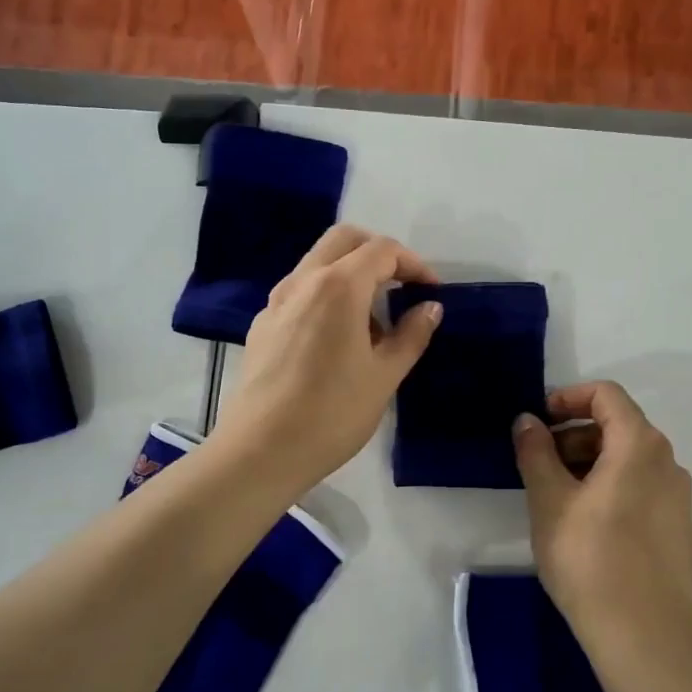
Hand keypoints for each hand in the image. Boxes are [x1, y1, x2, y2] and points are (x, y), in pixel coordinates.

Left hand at [212, 225, 443, 494]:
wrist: (261, 450)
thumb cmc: (332, 413)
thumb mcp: (384, 376)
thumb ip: (411, 335)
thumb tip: (430, 308)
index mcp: (338, 286)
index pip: (382, 251)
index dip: (413, 264)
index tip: (431, 291)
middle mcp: (302, 281)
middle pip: (344, 241)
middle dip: (378, 253)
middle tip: (402, 286)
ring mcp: (276, 302)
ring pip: (317, 264)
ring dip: (350, 274)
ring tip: (373, 322)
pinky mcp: (261, 326)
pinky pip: (300, 293)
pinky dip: (326, 297)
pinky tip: (336, 341)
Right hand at [512, 382, 691, 637]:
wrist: (643, 636)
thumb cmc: (589, 557)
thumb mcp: (549, 500)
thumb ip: (535, 451)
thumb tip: (527, 421)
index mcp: (640, 445)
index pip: (606, 394)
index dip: (567, 397)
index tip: (537, 419)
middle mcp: (667, 461)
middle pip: (618, 425)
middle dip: (573, 433)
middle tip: (536, 461)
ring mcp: (677, 496)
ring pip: (628, 458)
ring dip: (587, 461)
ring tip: (553, 493)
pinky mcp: (677, 527)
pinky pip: (639, 486)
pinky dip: (607, 484)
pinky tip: (581, 519)